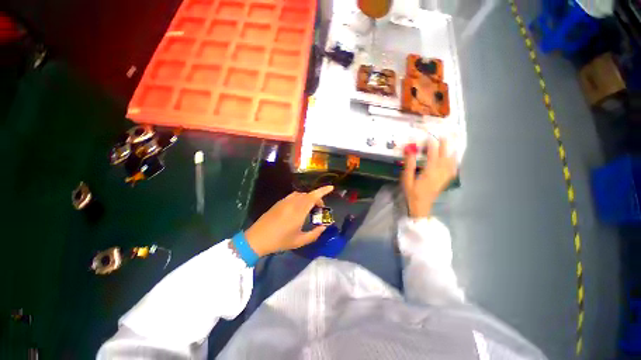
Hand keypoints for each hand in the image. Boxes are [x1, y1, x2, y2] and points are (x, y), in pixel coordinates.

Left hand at [245, 186, 333, 255]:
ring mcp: (285, 201)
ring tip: (310, 208)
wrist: (257, 238)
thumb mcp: (300, 241)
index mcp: (299, 211)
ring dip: (308, 198)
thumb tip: (324, 227)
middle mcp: (292, 203)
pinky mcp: (279, 202)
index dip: (323, 191)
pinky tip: (298, 208)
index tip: (331, 187)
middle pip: (308, 195)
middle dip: (317, 198)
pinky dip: (300, 199)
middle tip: (320, 209)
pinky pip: (293, 196)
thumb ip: (314, 234)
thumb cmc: (280, 241)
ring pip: (301, 194)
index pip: (313, 197)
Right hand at [401, 138, 456, 218]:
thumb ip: (409, 164)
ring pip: (451, 163)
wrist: (420, 206)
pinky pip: (452, 170)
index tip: (431, 136)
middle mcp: (439, 173)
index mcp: (429, 172)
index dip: (432, 145)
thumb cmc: (411, 193)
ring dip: (452, 152)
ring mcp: (443, 178)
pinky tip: (454, 160)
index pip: (433, 155)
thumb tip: (410, 150)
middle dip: (445, 145)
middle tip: (445, 135)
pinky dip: (454, 163)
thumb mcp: (407, 179)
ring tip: (453, 144)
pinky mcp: (444, 181)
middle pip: (444, 157)